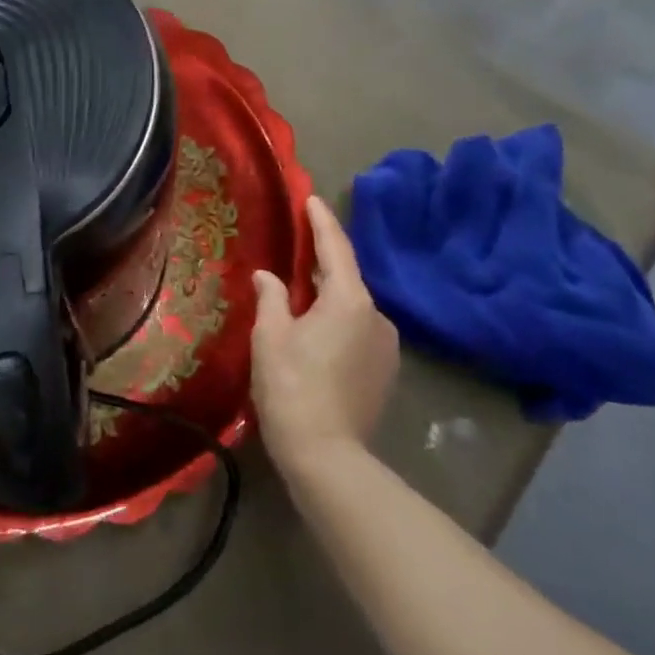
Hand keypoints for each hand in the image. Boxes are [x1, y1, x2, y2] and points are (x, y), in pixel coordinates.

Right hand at [251, 194, 399, 475]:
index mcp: (349, 300)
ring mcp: (386, 346)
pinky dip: (338, 321)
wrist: (326, 455)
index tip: (311, 199)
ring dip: (329, 296)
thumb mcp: (271, 335)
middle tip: (296, 247)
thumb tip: (268, 276)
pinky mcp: (385, 371)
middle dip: (322, 261)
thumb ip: (271, 297)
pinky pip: (359, 330)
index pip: (335, 248)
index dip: (321, 221)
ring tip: (299, 294)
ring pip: (352, 307)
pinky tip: (315, 331)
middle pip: (346, 277)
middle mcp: (377, 316)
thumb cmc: (291, 385)